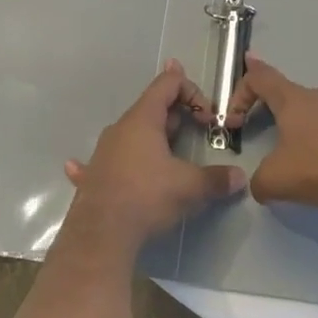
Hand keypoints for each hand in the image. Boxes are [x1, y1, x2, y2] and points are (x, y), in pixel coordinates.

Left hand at [63, 61, 246, 251]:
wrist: (101, 235)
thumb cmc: (147, 196)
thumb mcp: (189, 187)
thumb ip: (216, 179)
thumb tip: (240, 178)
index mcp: (143, 119)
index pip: (167, 83)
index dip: (191, 91)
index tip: (207, 117)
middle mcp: (121, 128)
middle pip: (151, 107)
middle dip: (177, 114)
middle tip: (197, 129)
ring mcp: (104, 150)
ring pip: (132, 133)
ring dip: (151, 136)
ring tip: (168, 150)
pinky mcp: (94, 175)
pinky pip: (103, 160)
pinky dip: (109, 158)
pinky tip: (78, 165)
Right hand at [226, 55, 317, 211]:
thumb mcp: (278, 179)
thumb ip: (259, 181)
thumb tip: (259, 186)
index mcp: (293, 99)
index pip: (261, 77)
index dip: (241, 89)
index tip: (233, 114)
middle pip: (288, 95)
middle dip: (272, 114)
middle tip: (265, 138)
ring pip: (315, 113)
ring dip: (302, 130)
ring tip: (301, 161)